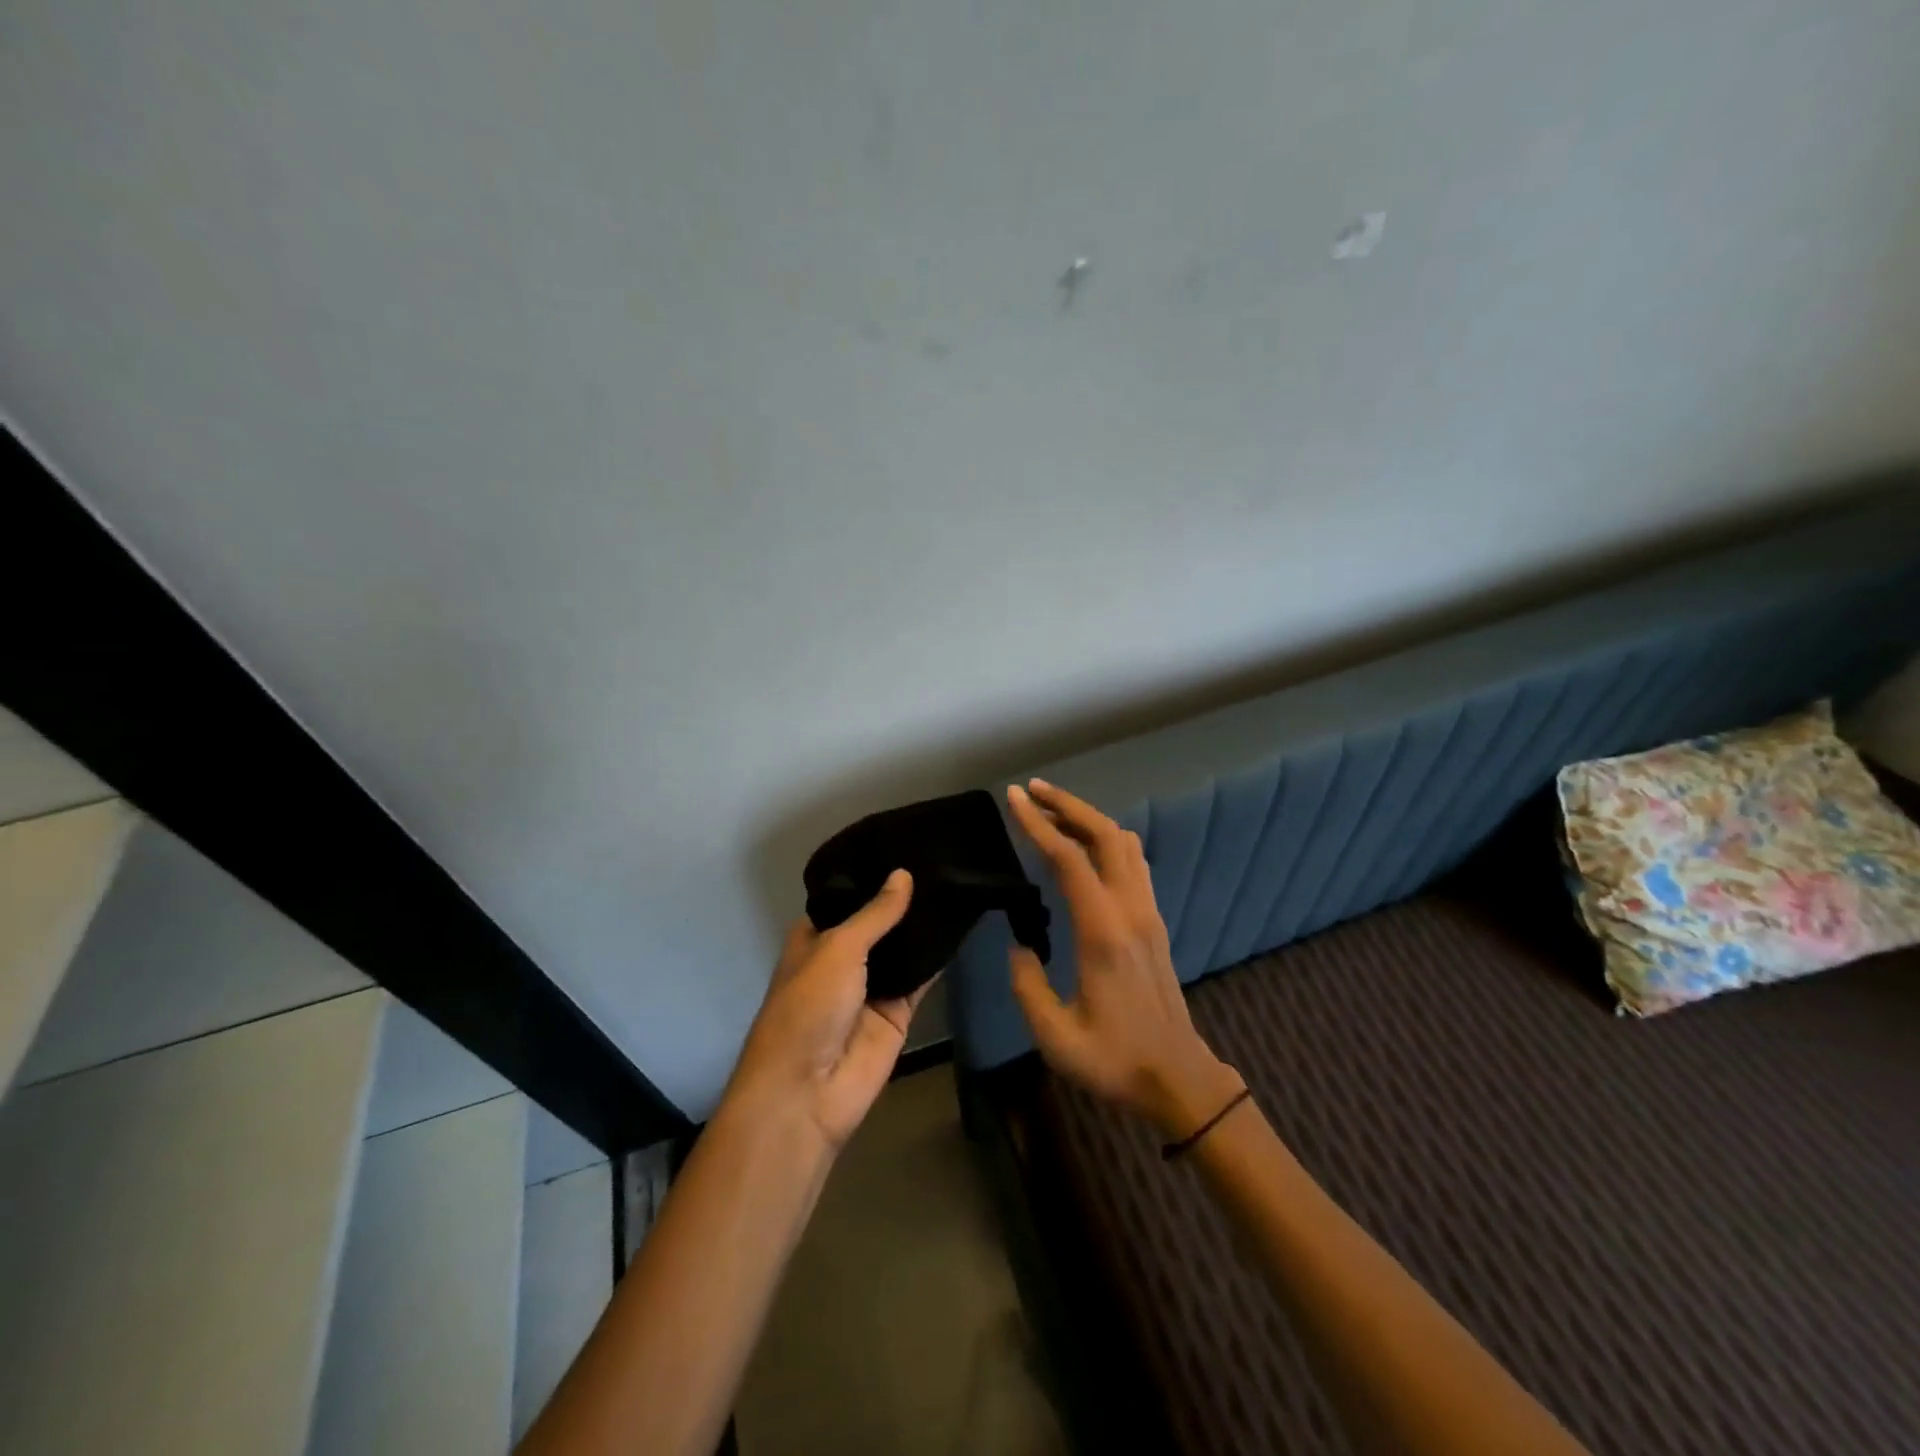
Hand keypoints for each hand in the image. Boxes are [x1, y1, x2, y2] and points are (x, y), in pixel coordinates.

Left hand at [721, 870, 933, 1150]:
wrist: (808, 1092)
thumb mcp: (837, 949)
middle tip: (944, 857)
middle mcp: (843, 957)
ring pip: (904, 947)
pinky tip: (963, 924)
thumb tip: (904, 874)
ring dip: (924, 924)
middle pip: (880, 921)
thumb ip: (876, 914)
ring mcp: (872, 985)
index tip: (906, 843)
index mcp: (816, 937)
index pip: (848, 897)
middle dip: (905, 897)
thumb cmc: (808, 1007)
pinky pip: (922, 977)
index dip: (873, 875)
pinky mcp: (898, 1011)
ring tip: (959, 879)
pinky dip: (939, 956)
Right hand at [1005, 780, 1242, 1137]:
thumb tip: (1019, 946)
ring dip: (1088, 819)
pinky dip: (1106, 840)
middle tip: (1032, 790)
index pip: (1068, 859)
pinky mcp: (1153, 920)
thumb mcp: (1055, 1036)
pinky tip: (1084, 848)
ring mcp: (1147, 912)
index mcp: (1103, 932)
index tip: (1014, 798)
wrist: (1178, 1078)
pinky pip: (1133, 862)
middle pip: (1105, 835)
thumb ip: (1027, 985)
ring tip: (1053, 813)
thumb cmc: (1114, 1060)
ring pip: (1124, 843)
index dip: (1038, 824)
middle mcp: (1130, 910)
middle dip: (1067, 804)